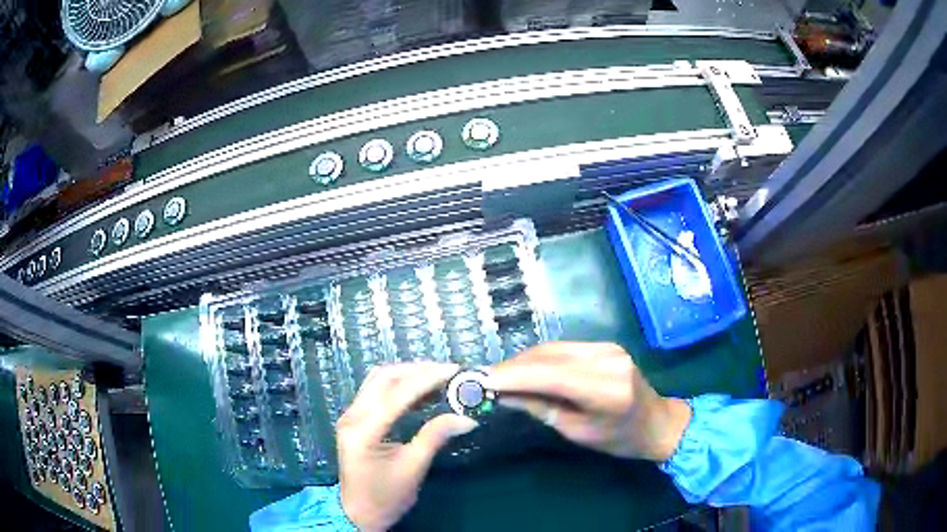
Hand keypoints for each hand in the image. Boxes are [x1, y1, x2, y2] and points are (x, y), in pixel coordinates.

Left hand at [337, 363, 478, 530]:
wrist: (358, 514)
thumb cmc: (386, 497)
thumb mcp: (413, 468)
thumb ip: (435, 437)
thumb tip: (467, 418)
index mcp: (363, 431)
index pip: (397, 394)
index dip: (427, 379)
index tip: (454, 371)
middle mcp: (351, 416)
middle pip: (383, 378)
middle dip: (417, 370)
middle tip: (447, 372)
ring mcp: (350, 416)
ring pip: (378, 381)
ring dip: (407, 375)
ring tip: (437, 378)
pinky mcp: (354, 419)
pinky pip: (375, 392)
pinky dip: (398, 386)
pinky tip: (420, 393)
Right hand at [490, 342, 690, 461]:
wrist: (658, 423)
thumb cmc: (619, 439)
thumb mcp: (577, 432)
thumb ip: (541, 408)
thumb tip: (502, 395)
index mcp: (605, 388)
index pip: (549, 375)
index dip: (511, 375)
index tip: (479, 380)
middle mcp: (606, 359)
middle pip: (547, 356)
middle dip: (511, 366)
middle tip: (481, 378)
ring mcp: (607, 347)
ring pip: (552, 348)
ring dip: (522, 361)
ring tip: (497, 375)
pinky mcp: (604, 345)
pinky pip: (563, 349)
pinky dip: (539, 359)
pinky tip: (523, 369)